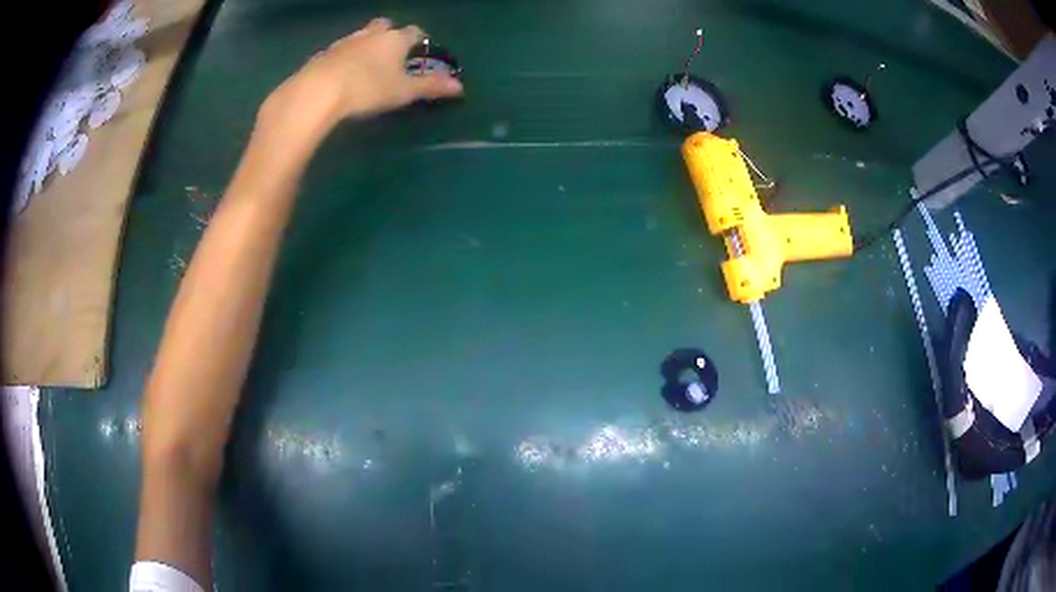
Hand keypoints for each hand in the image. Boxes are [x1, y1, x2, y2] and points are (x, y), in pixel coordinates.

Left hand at [260, 18, 463, 140]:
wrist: (317, 91)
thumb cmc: (367, 88)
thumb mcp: (403, 91)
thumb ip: (430, 87)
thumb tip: (460, 87)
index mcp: (394, 39)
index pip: (414, 31)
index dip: (419, 39)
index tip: (420, 49)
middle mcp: (370, 34)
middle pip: (383, 25)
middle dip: (389, 34)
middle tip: (391, 52)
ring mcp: (344, 42)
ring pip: (359, 36)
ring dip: (365, 45)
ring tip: (365, 65)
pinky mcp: (322, 55)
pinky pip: (338, 51)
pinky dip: (343, 58)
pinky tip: (341, 74)